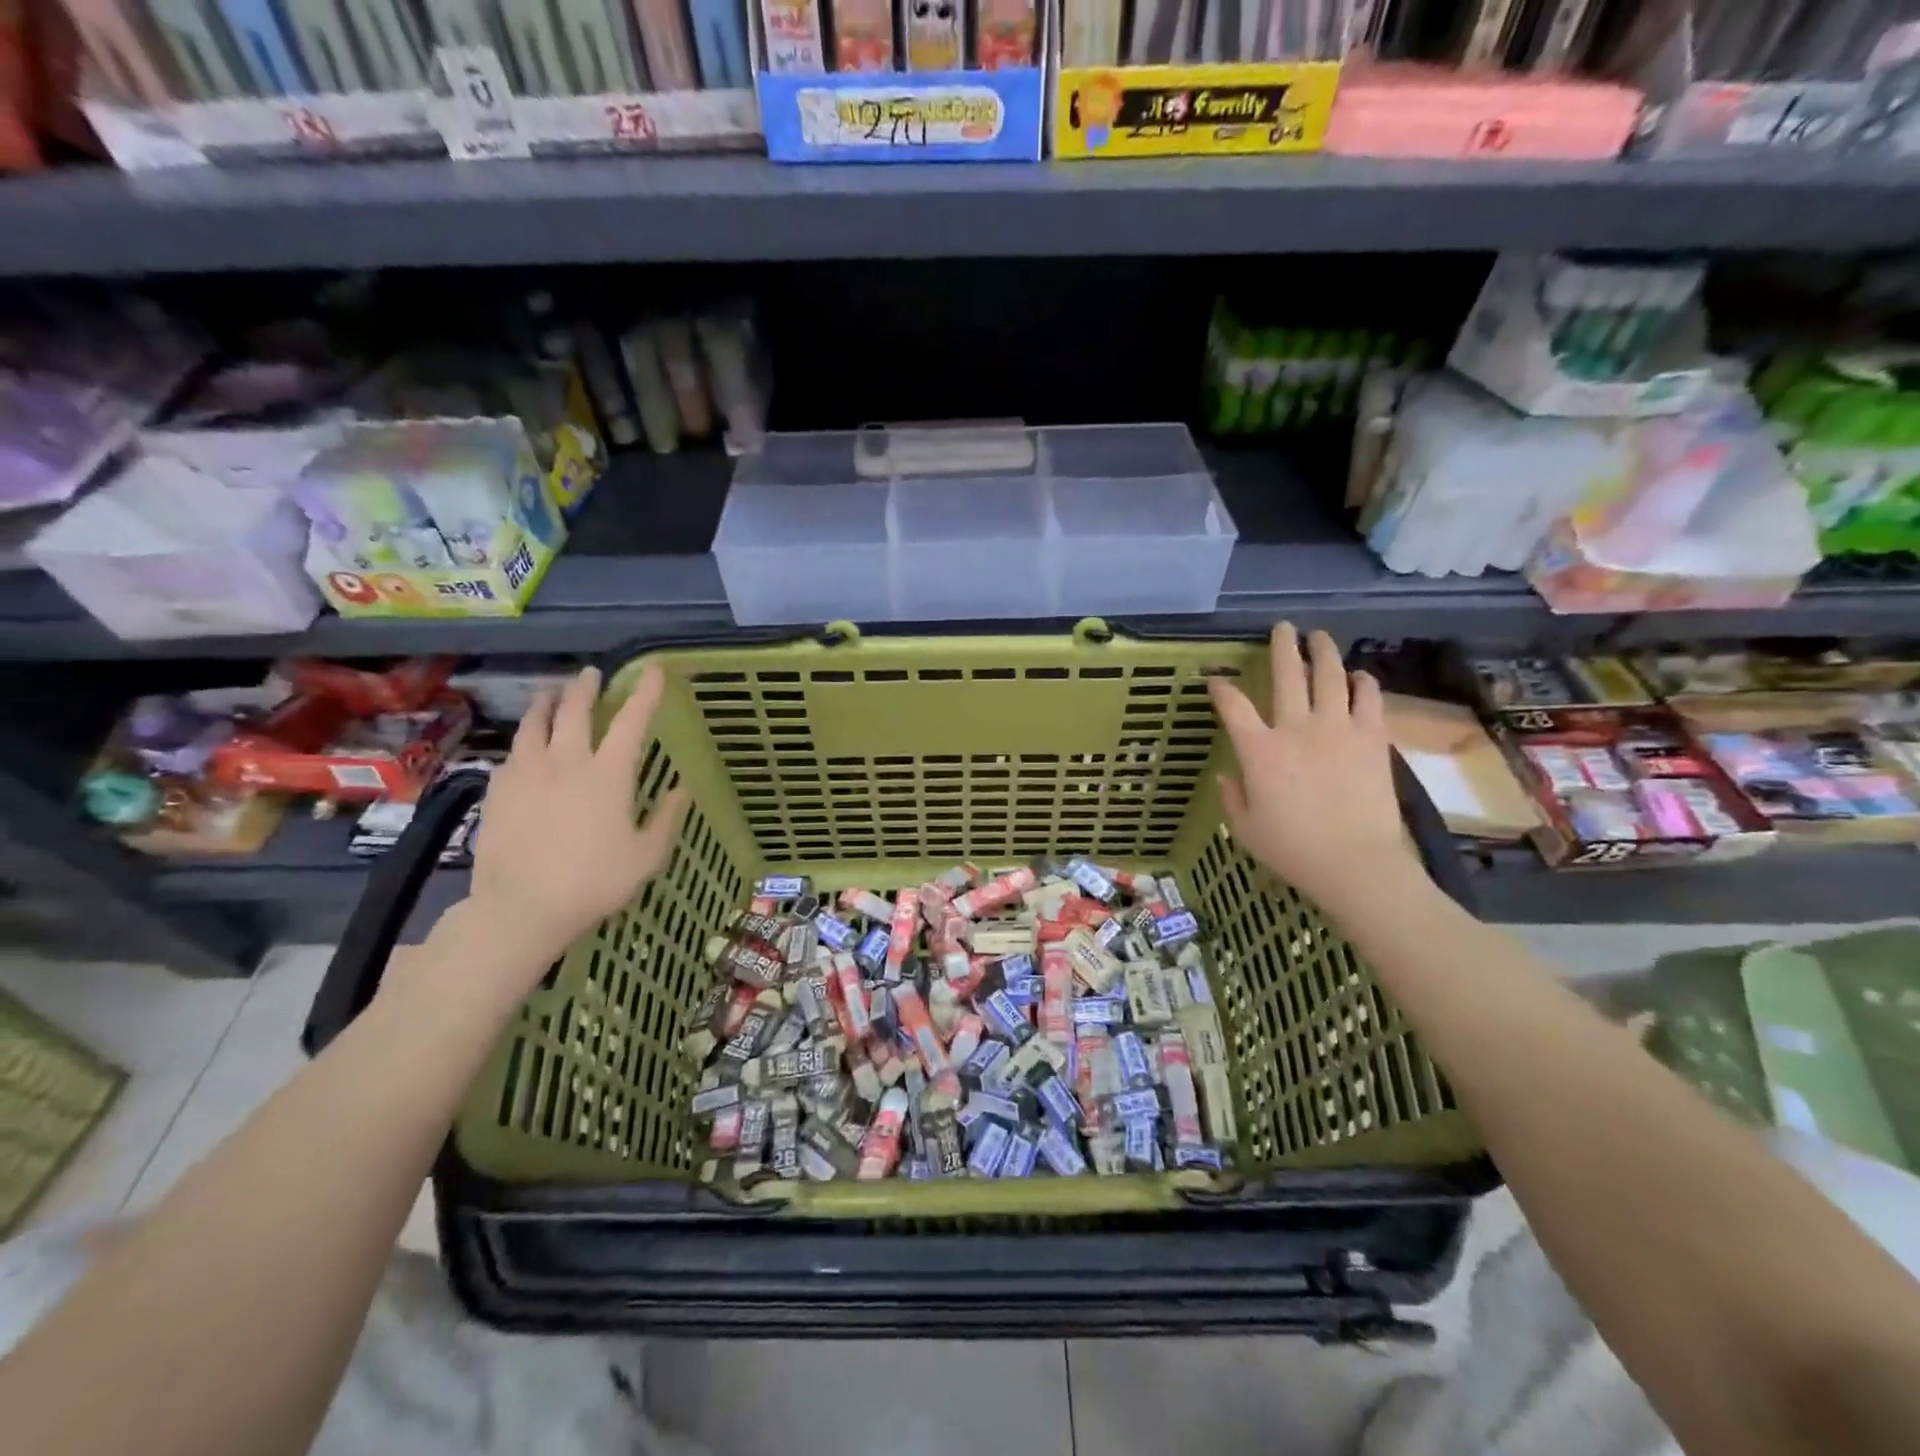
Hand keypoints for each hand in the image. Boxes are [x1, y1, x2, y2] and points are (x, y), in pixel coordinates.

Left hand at [465, 663, 689, 969]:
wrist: (522, 908)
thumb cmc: (595, 883)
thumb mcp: (647, 856)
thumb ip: (667, 818)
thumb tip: (682, 788)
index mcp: (608, 775)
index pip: (631, 721)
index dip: (645, 692)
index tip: (653, 670)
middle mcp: (566, 763)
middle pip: (574, 711)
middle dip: (586, 688)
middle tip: (591, 674)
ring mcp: (527, 774)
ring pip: (535, 725)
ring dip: (546, 703)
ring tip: (550, 693)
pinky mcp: (498, 791)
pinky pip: (513, 754)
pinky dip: (524, 742)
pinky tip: (524, 748)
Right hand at [1208, 624, 1415, 913]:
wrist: (1355, 863)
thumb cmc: (1292, 850)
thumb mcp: (1246, 828)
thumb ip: (1233, 797)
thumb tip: (1227, 775)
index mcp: (1259, 751)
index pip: (1233, 706)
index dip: (1221, 687)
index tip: (1216, 679)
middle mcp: (1296, 728)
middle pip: (1286, 675)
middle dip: (1281, 646)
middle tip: (1282, 627)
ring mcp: (1337, 729)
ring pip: (1330, 676)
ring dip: (1323, 652)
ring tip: (1320, 637)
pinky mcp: (1372, 738)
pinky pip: (1369, 698)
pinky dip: (1363, 682)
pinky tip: (1358, 676)